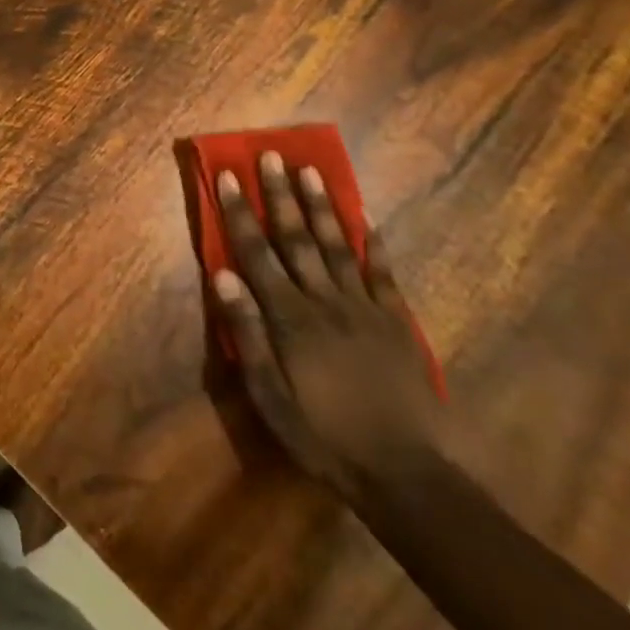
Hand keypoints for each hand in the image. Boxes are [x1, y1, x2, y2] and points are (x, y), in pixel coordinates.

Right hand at [209, 153, 448, 500]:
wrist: (406, 474)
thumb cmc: (324, 436)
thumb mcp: (270, 396)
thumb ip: (247, 334)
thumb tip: (223, 275)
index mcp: (290, 318)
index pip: (257, 253)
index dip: (240, 212)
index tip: (228, 176)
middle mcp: (325, 300)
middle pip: (297, 238)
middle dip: (280, 195)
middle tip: (271, 155)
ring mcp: (365, 307)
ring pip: (337, 245)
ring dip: (322, 206)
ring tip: (311, 170)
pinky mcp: (396, 321)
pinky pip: (382, 272)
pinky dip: (373, 243)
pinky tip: (367, 217)